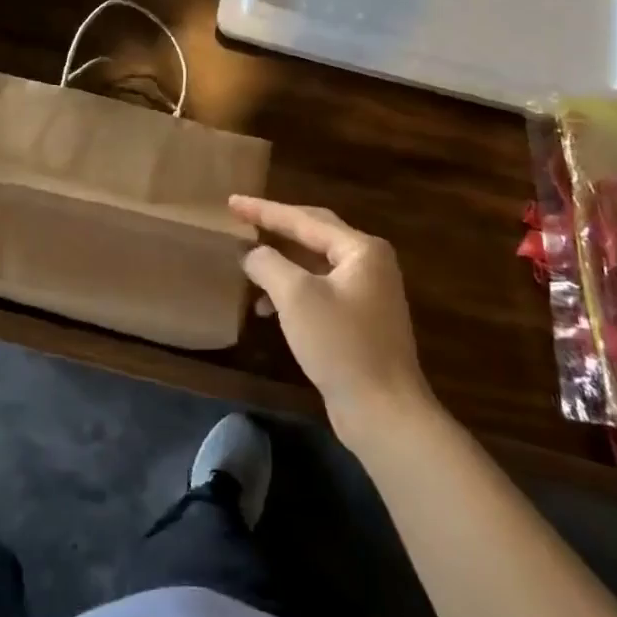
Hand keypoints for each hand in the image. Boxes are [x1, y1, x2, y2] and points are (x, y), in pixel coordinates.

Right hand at [236, 196, 431, 443]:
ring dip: (281, 264)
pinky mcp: (360, 321)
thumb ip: (268, 263)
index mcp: (361, 249)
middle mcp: (369, 264)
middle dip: (276, 228)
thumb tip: (252, 253)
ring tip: (248, 266)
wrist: (385, 414)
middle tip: (242, 218)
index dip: (265, 210)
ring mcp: (368, 293)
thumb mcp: (296, 296)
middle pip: (313, 234)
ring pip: (315, 264)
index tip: (232, 202)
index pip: (304, 219)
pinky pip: (319, 290)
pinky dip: (293, 292)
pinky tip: (267, 308)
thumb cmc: (341, 344)